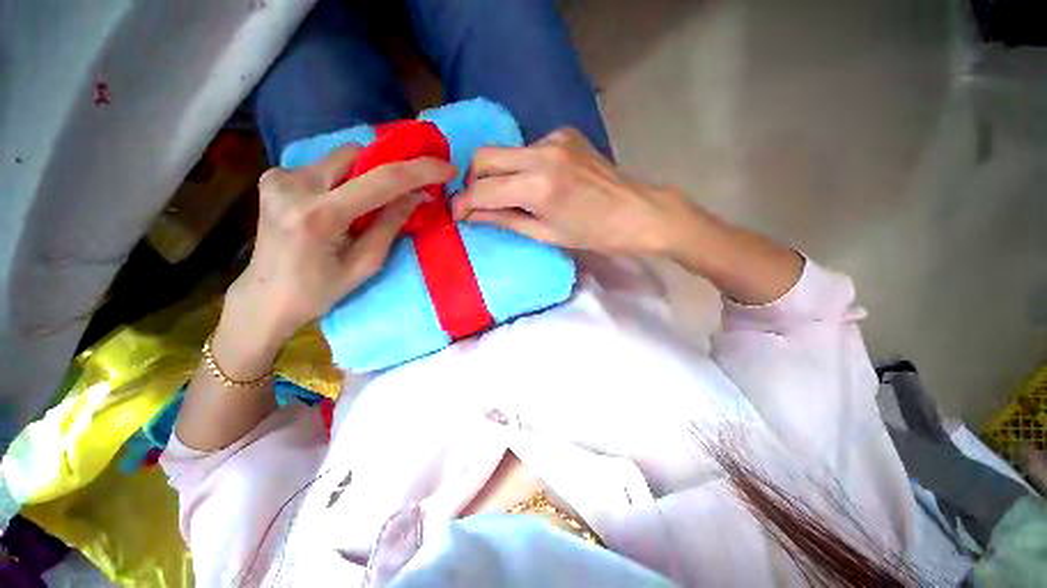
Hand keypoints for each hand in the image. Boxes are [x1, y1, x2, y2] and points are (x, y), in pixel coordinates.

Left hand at [227, 145, 455, 351]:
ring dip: (367, 174)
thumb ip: (391, 223)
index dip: (420, 170)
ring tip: (374, 201)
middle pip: (357, 154)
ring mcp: (279, 177)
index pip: (381, 180)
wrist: (265, 297)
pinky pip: (324, 166)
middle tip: (410, 187)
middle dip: (389, 168)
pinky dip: (346, 178)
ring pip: (341, 157)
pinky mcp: (274, 177)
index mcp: (320, 215)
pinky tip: (346, 201)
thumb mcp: (366, 263)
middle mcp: (294, 185)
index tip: (446, 167)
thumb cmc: (320, 290)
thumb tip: (419, 195)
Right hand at [453, 128, 698, 255]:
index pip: (483, 190)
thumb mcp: (545, 234)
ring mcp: (554, 138)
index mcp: (538, 187)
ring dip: (498, 174)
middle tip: (477, 202)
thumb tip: (472, 216)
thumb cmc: (592, 234)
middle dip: (472, 181)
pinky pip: (528, 148)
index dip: (464, 204)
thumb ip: (505, 220)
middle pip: (484, 156)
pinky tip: (536, 182)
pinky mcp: (564, 133)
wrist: (636, 211)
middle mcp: (541, 153)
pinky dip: (521, 166)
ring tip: (510, 196)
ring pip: (505, 151)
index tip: (457, 214)